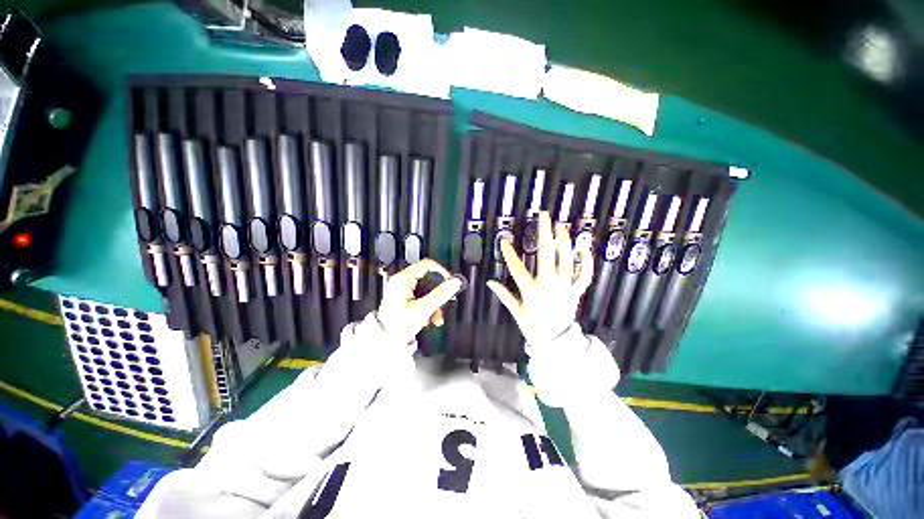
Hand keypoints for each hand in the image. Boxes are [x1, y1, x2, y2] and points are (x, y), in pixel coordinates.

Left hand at [376, 259, 462, 344]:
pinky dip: (429, 307)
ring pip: (428, 291)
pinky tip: (430, 319)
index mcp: (404, 279)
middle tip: (447, 302)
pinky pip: (423, 298)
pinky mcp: (406, 299)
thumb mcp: (423, 309)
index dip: (442, 272)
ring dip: (435, 304)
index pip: (428, 265)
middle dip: (439, 294)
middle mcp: (403, 281)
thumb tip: (455, 282)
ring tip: (437, 317)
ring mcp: (404, 290)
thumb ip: (441, 294)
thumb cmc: (397, 325)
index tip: (450, 283)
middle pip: (429, 279)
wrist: (384, 341)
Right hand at [487, 211, 593, 345]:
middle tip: (543, 217)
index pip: (517, 269)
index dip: (509, 254)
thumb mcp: (516, 313)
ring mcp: (564, 288)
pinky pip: (584, 276)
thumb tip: (489, 282)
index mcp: (531, 293)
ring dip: (564, 242)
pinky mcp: (576, 292)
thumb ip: (504, 295)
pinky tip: (584, 249)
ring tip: (561, 226)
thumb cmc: (533, 327)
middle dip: (544, 234)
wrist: (557, 343)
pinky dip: (587, 262)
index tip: (504, 240)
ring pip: (566, 261)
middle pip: (546, 257)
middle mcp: (548, 287)